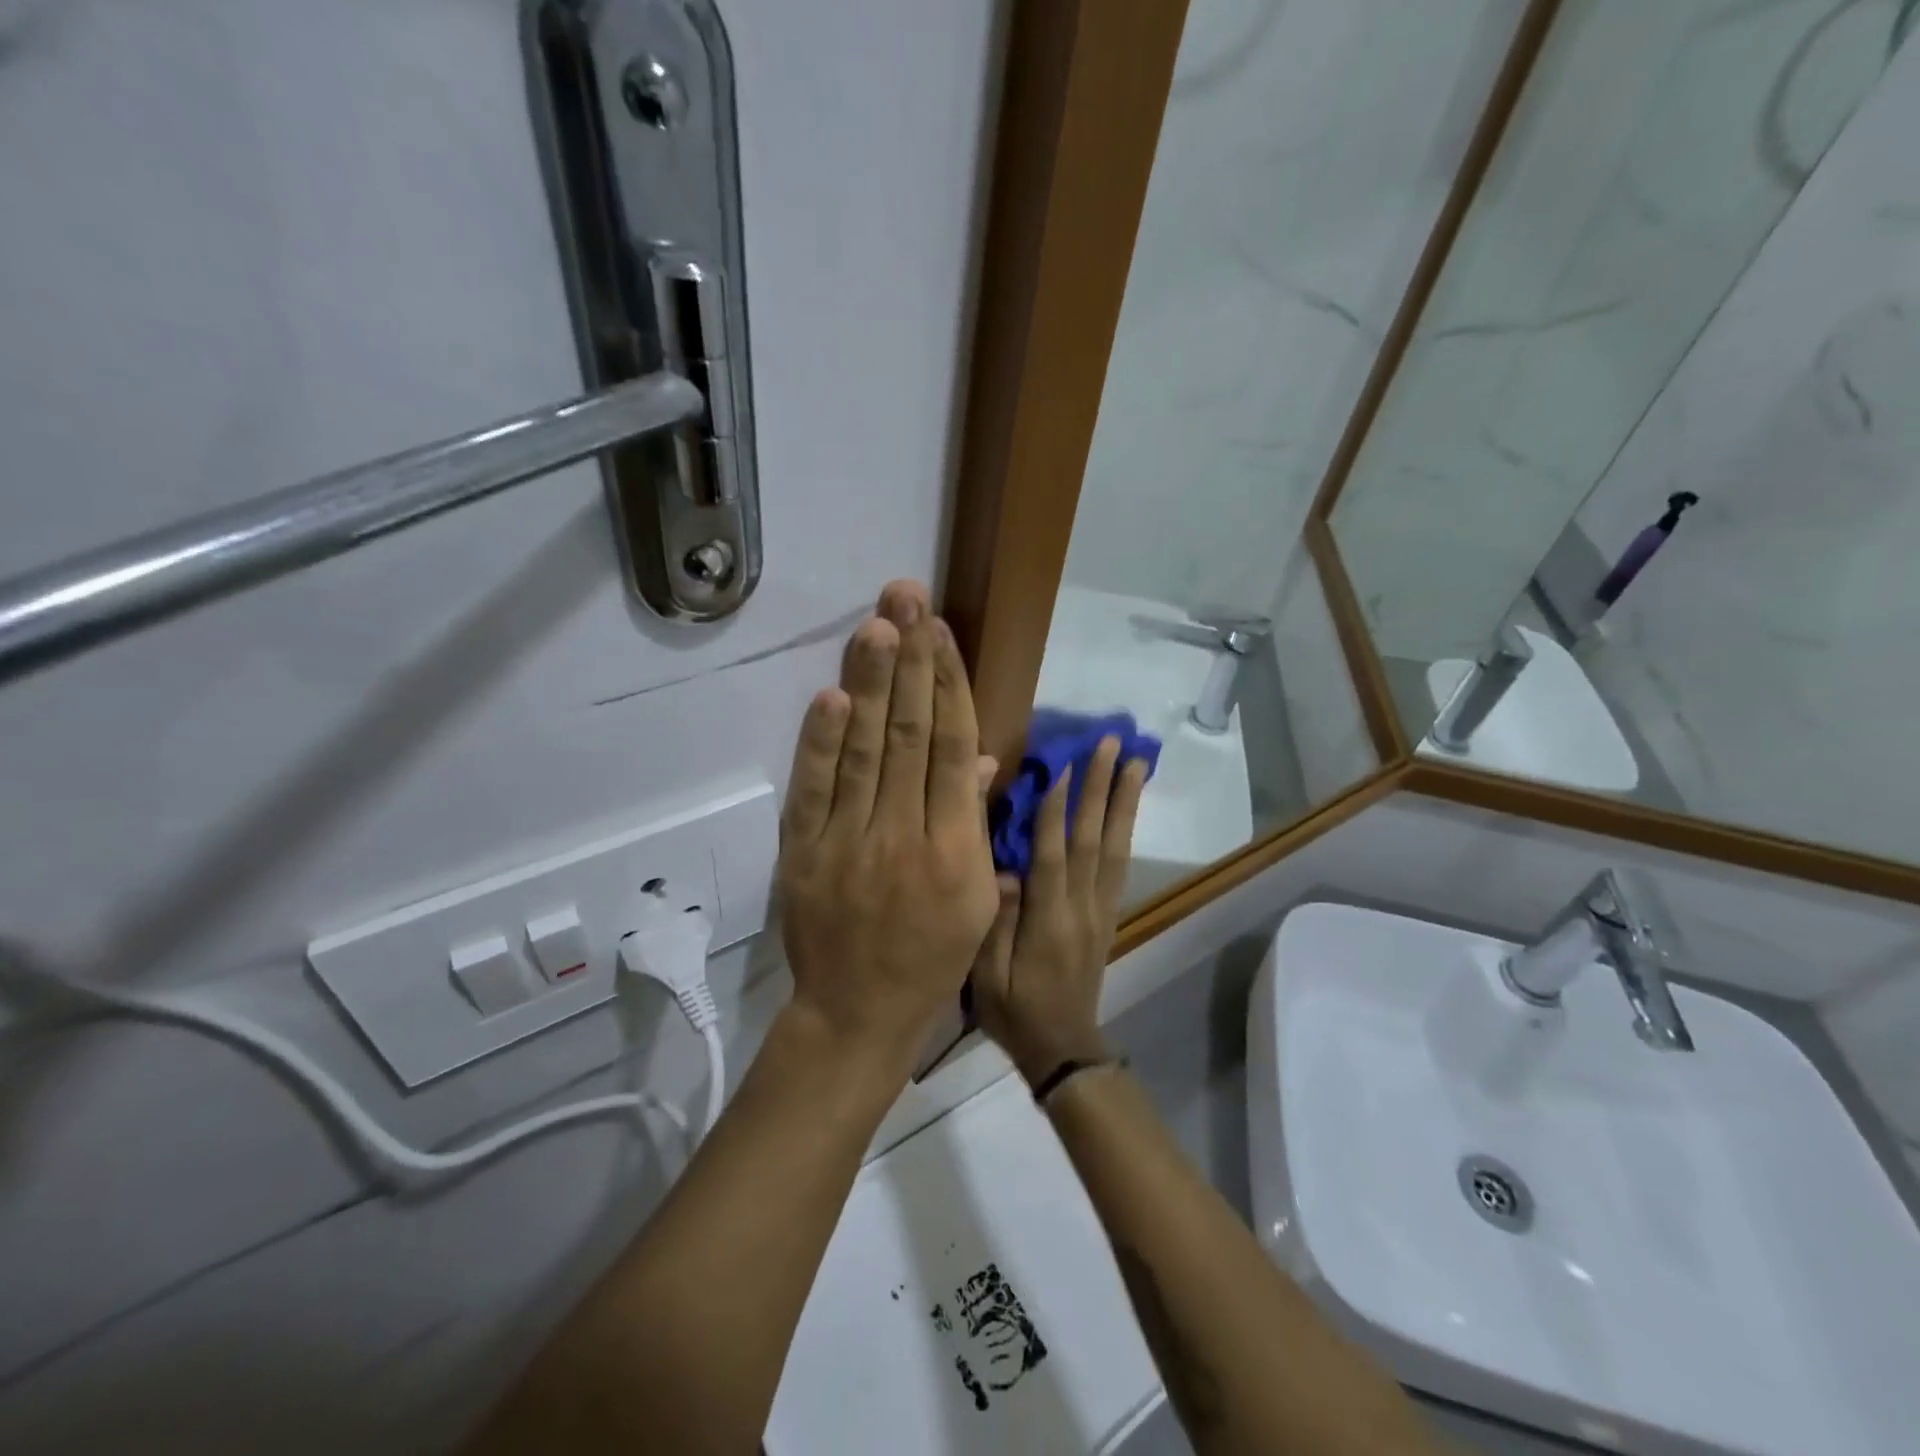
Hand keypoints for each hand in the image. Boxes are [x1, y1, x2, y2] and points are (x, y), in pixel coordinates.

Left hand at [776, 581, 1001, 1073]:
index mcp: (956, 847)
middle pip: (911, 734)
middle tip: (906, 597)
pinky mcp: (803, 854)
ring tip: (878, 625)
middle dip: (911, 661)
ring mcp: (849, 842)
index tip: (941, 632)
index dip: (949, 684)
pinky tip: (833, 695)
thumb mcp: (976, 899)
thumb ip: (976, 824)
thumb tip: (981, 757)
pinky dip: (822, 742)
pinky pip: (814, 790)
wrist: (858, 1013)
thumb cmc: (932, 958)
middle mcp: (905, 835)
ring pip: (865, 750)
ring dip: (871, 683)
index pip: (954, 747)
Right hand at [970, 736, 1147, 1085]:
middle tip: (1112, 744)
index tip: (1062, 763)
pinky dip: (1125, 829)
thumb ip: (996, 921)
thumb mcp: (986, 976)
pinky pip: (1120, 865)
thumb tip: (1004, 868)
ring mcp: (1100, 909)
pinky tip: (1128, 806)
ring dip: (1124, 801)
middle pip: (1092, 839)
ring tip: (1135, 762)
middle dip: (1101, 788)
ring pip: (1114, 847)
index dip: (1057, 809)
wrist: (1063, 1048)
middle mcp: (1082, 907)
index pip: (1053, 855)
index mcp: (1048, 921)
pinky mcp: (1108, 915)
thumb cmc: (1015, 1011)